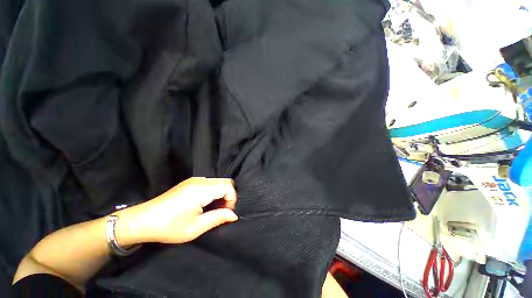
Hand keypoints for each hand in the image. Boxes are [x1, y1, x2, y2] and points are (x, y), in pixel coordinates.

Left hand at [118, 177, 237, 244]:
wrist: (142, 220)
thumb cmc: (169, 227)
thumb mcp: (196, 227)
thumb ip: (218, 218)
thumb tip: (234, 215)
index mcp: (202, 190)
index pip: (228, 187)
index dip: (232, 199)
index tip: (226, 212)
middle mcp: (200, 181)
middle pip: (225, 181)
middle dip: (229, 195)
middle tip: (222, 210)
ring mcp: (194, 180)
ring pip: (218, 181)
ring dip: (221, 193)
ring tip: (214, 208)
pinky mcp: (190, 182)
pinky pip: (210, 183)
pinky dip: (214, 191)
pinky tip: (206, 203)